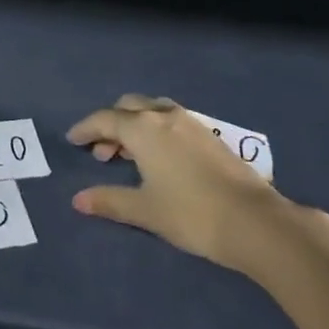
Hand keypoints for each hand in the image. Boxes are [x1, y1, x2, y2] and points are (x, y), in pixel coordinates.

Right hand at [66, 94, 284, 271]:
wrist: (256, 222)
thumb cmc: (192, 214)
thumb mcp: (146, 210)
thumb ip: (110, 200)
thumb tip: (78, 199)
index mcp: (142, 128)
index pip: (104, 119)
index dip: (86, 129)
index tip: (73, 140)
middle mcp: (163, 115)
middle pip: (127, 107)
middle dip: (110, 124)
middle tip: (102, 152)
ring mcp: (190, 122)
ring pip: (151, 110)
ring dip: (134, 125)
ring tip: (130, 154)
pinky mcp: (210, 135)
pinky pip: (170, 119)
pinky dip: (155, 129)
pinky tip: (161, 157)